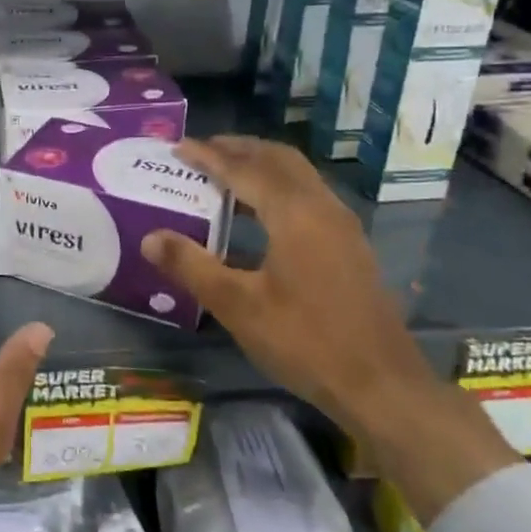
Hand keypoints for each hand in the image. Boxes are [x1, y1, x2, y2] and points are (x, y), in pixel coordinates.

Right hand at [140, 137, 516, 523]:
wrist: (381, 384)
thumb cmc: (305, 341)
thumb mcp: (237, 306)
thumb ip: (191, 266)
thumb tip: (149, 238)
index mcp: (294, 214)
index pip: (243, 169)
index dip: (208, 156)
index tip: (178, 147)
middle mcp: (322, 207)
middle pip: (279, 159)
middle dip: (239, 148)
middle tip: (203, 149)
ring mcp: (342, 225)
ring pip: (299, 175)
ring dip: (262, 164)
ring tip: (227, 171)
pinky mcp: (350, 245)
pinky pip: (309, 194)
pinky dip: (280, 185)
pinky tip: (263, 211)